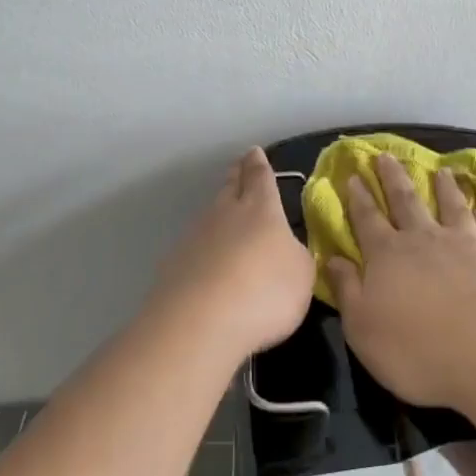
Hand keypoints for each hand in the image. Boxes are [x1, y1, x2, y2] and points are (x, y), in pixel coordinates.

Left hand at [153, 147, 314, 360]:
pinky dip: (202, 247)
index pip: (260, 177)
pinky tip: (206, 260)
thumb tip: (285, 250)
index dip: (259, 165)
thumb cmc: (264, 291)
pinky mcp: (174, 265)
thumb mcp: (301, 274)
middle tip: (238, 165)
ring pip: (209, 214)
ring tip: (224, 211)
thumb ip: (296, 256)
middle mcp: (225, 213)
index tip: (255, 152)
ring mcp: (195, 237)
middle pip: (230, 187)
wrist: (199, 323)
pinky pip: (194, 246)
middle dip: (236, 175)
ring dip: (218, 210)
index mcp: (261, 209)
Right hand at [325, 154, 475, 409]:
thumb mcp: (362, 328)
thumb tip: (331, 258)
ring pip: (450, 206)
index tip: (353, 175)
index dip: (358, 197)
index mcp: (387, 255)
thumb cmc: (415, 349)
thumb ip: (347, 290)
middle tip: (386, 155)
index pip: (367, 218)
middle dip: (393, 177)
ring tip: (440, 171)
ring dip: (443, 187)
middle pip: (406, 200)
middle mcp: (423, 239)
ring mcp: (463, 244)